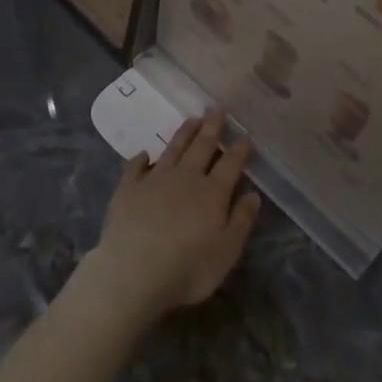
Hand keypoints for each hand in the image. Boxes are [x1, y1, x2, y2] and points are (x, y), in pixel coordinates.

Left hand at [83, 109, 260, 324]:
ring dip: (184, 133)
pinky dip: (140, 159)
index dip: (240, 149)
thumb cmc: (188, 269)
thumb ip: (241, 221)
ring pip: (173, 149)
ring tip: (192, 119)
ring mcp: (154, 180)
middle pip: (202, 146)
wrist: (133, 273)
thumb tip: (253, 194)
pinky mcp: (128, 190)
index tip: (246, 136)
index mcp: (212, 193)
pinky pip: (135, 168)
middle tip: (217, 108)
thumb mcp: (227, 252)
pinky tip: (143, 154)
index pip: (231, 163)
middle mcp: (186, 178)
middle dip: (211, 127)